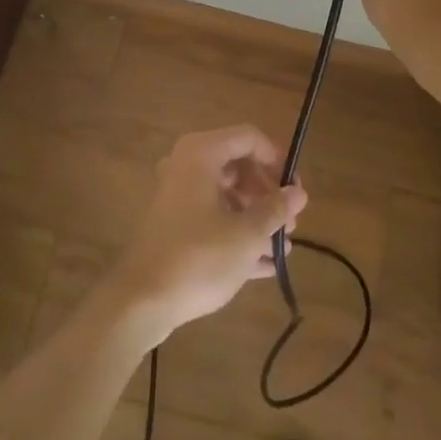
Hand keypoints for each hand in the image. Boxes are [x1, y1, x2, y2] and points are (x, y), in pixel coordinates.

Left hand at [103, 125, 307, 346]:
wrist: (141, 302)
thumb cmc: (198, 257)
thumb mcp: (246, 235)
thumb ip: (275, 210)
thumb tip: (299, 192)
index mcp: (201, 154)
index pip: (248, 138)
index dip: (277, 159)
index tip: (295, 189)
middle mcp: (187, 165)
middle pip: (238, 166)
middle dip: (267, 195)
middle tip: (290, 223)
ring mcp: (178, 196)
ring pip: (226, 195)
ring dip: (256, 218)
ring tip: (282, 249)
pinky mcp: (173, 225)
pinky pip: (212, 218)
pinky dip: (237, 234)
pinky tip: (265, 265)